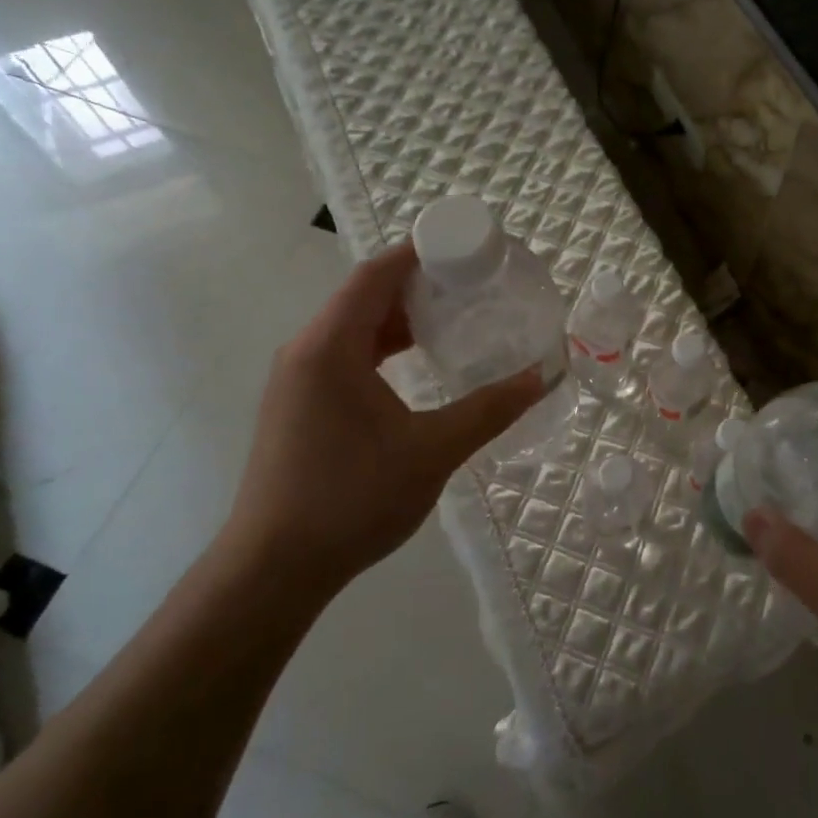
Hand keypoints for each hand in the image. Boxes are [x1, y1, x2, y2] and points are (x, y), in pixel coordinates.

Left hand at [222, 242, 543, 590]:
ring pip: (353, 326)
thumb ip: (490, 409)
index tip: (468, 248)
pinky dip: (383, 346)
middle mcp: (306, 350)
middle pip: (364, 294)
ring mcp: (297, 379)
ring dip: (401, 317)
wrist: (274, 568)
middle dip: (418, 282)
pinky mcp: (298, 404)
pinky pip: (345, 354)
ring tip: (455, 317)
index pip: (376, 274)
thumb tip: (543, 376)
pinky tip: (418, 363)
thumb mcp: (433, 451)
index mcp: (330, 346)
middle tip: (474, 283)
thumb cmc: (352, 500)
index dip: (420, 252)